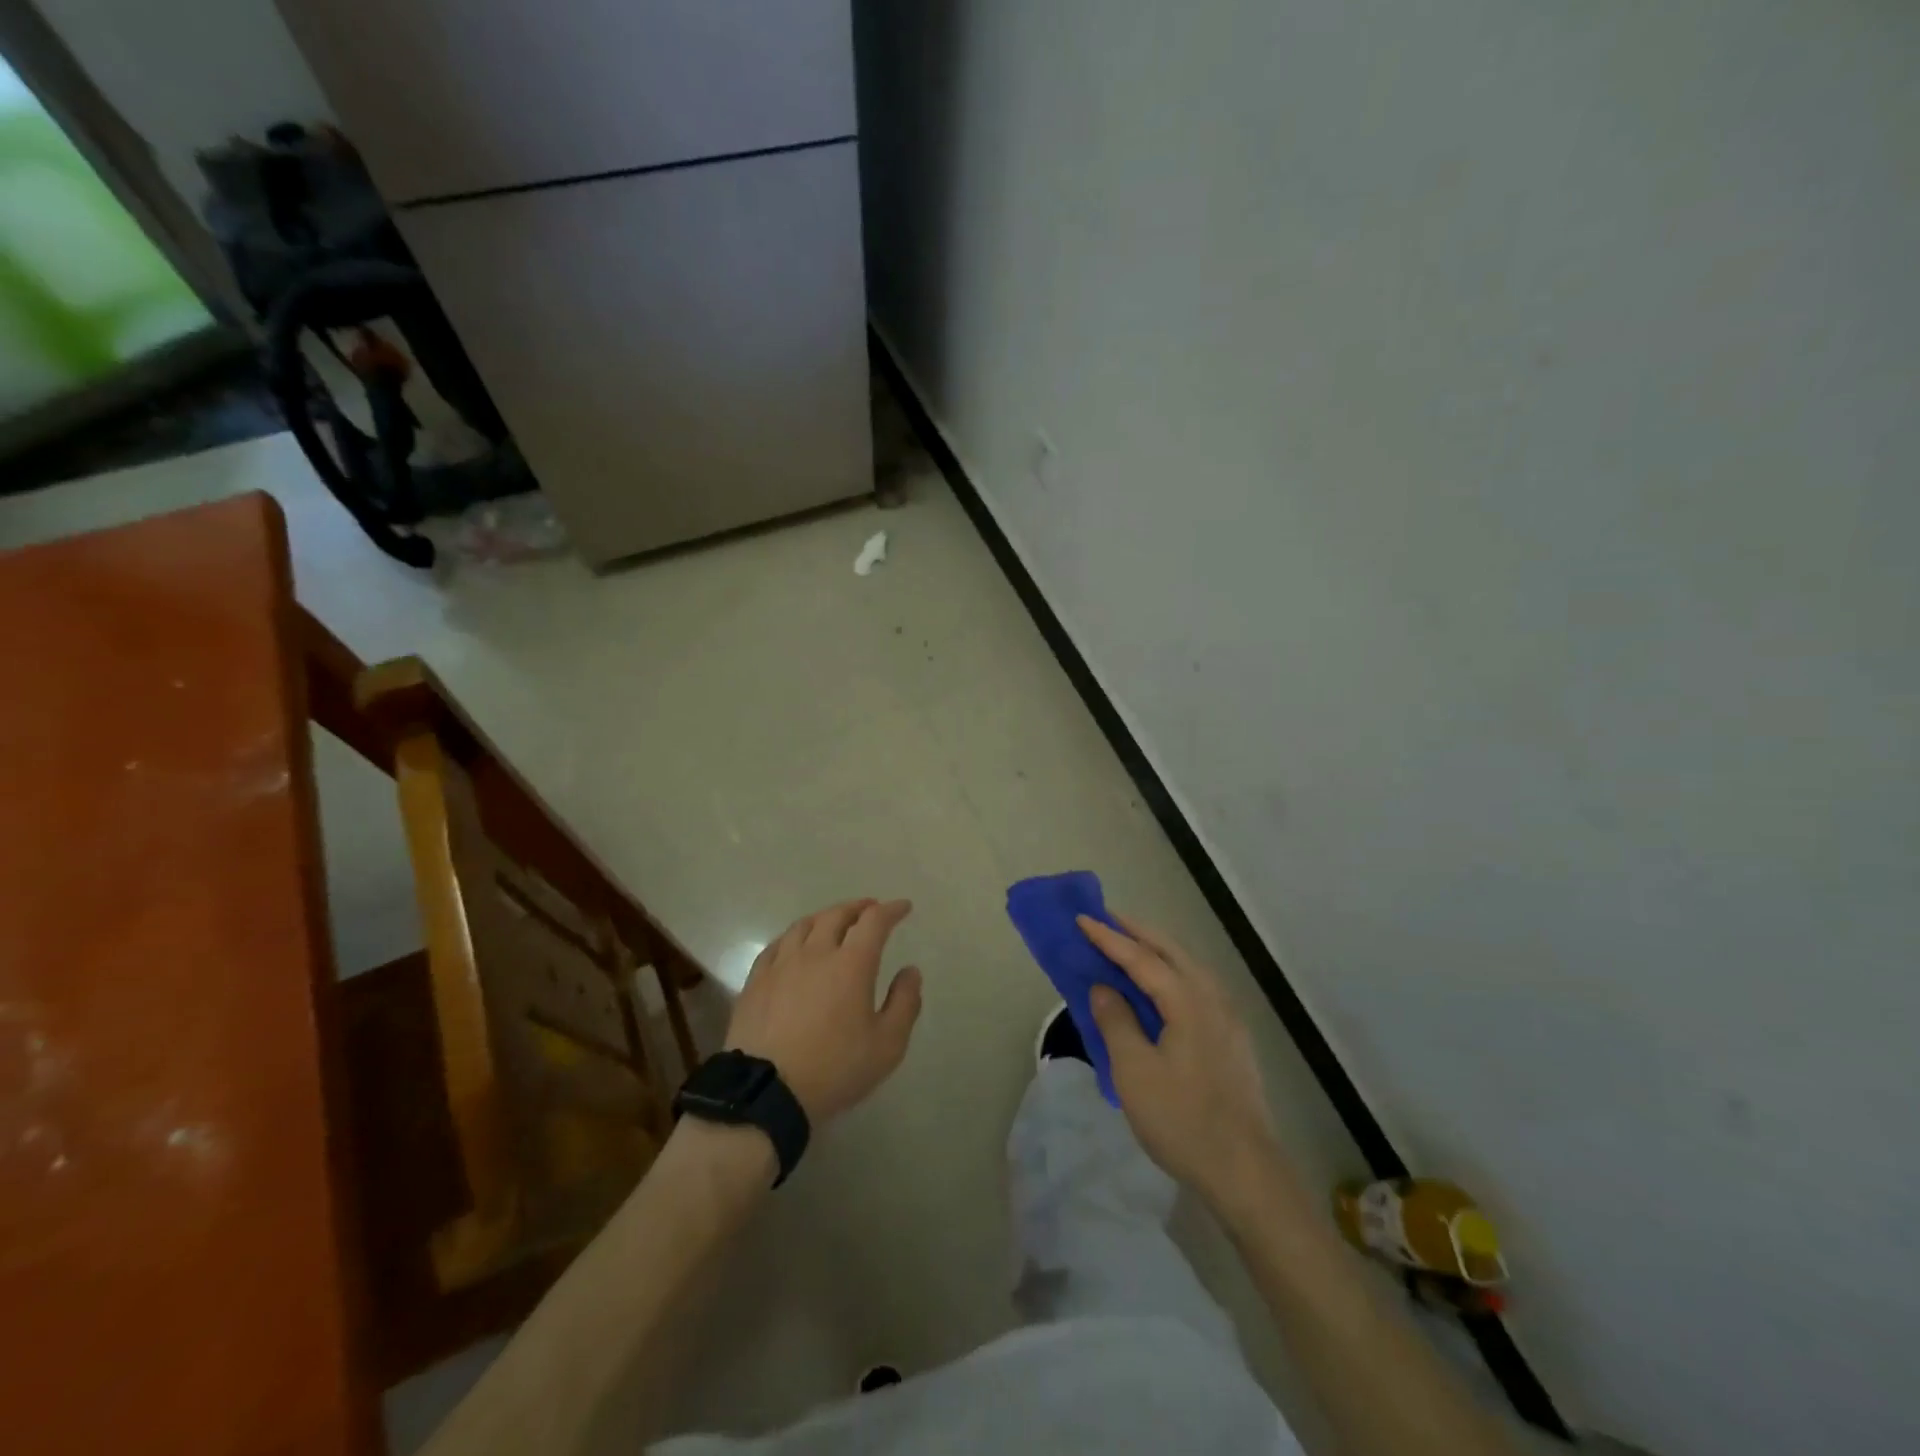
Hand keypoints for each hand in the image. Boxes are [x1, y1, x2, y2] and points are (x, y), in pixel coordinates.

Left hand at [725, 899, 923, 1124]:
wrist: (766, 1092)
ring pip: (804, 925)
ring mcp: (781, 965)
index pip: (874, 921)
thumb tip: (910, 971)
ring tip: (834, 921)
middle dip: (858, 907)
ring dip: (825, 917)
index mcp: (852, 964)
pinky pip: (777, 945)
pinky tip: (795, 944)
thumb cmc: (834, 1069)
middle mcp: (816, 953)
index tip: (903, 907)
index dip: (891, 910)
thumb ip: (905, 1003)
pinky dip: (794, 936)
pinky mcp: (756, 981)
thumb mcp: (887, 1046)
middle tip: (870, 909)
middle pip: (837, 915)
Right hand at [1078, 914, 1282, 1210]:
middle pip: (1171, 951)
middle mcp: (1212, 998)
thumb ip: (1116, 1021)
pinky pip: (1196, 987)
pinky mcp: (1232, 1038)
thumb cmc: (1183, 1120)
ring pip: (1188, 967)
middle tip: (1106, 918)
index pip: (1141, 958)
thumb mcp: (1135, 1071)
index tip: (1081, 918)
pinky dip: (1172, 973)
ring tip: (1129, 945)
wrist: (1246, 1172)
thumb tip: (1103, 988)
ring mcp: (1228, 1018)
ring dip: (1157, 951)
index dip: (1108, 938)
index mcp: (1188, 1000)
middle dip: (1137, 932)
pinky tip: (1162, 987)